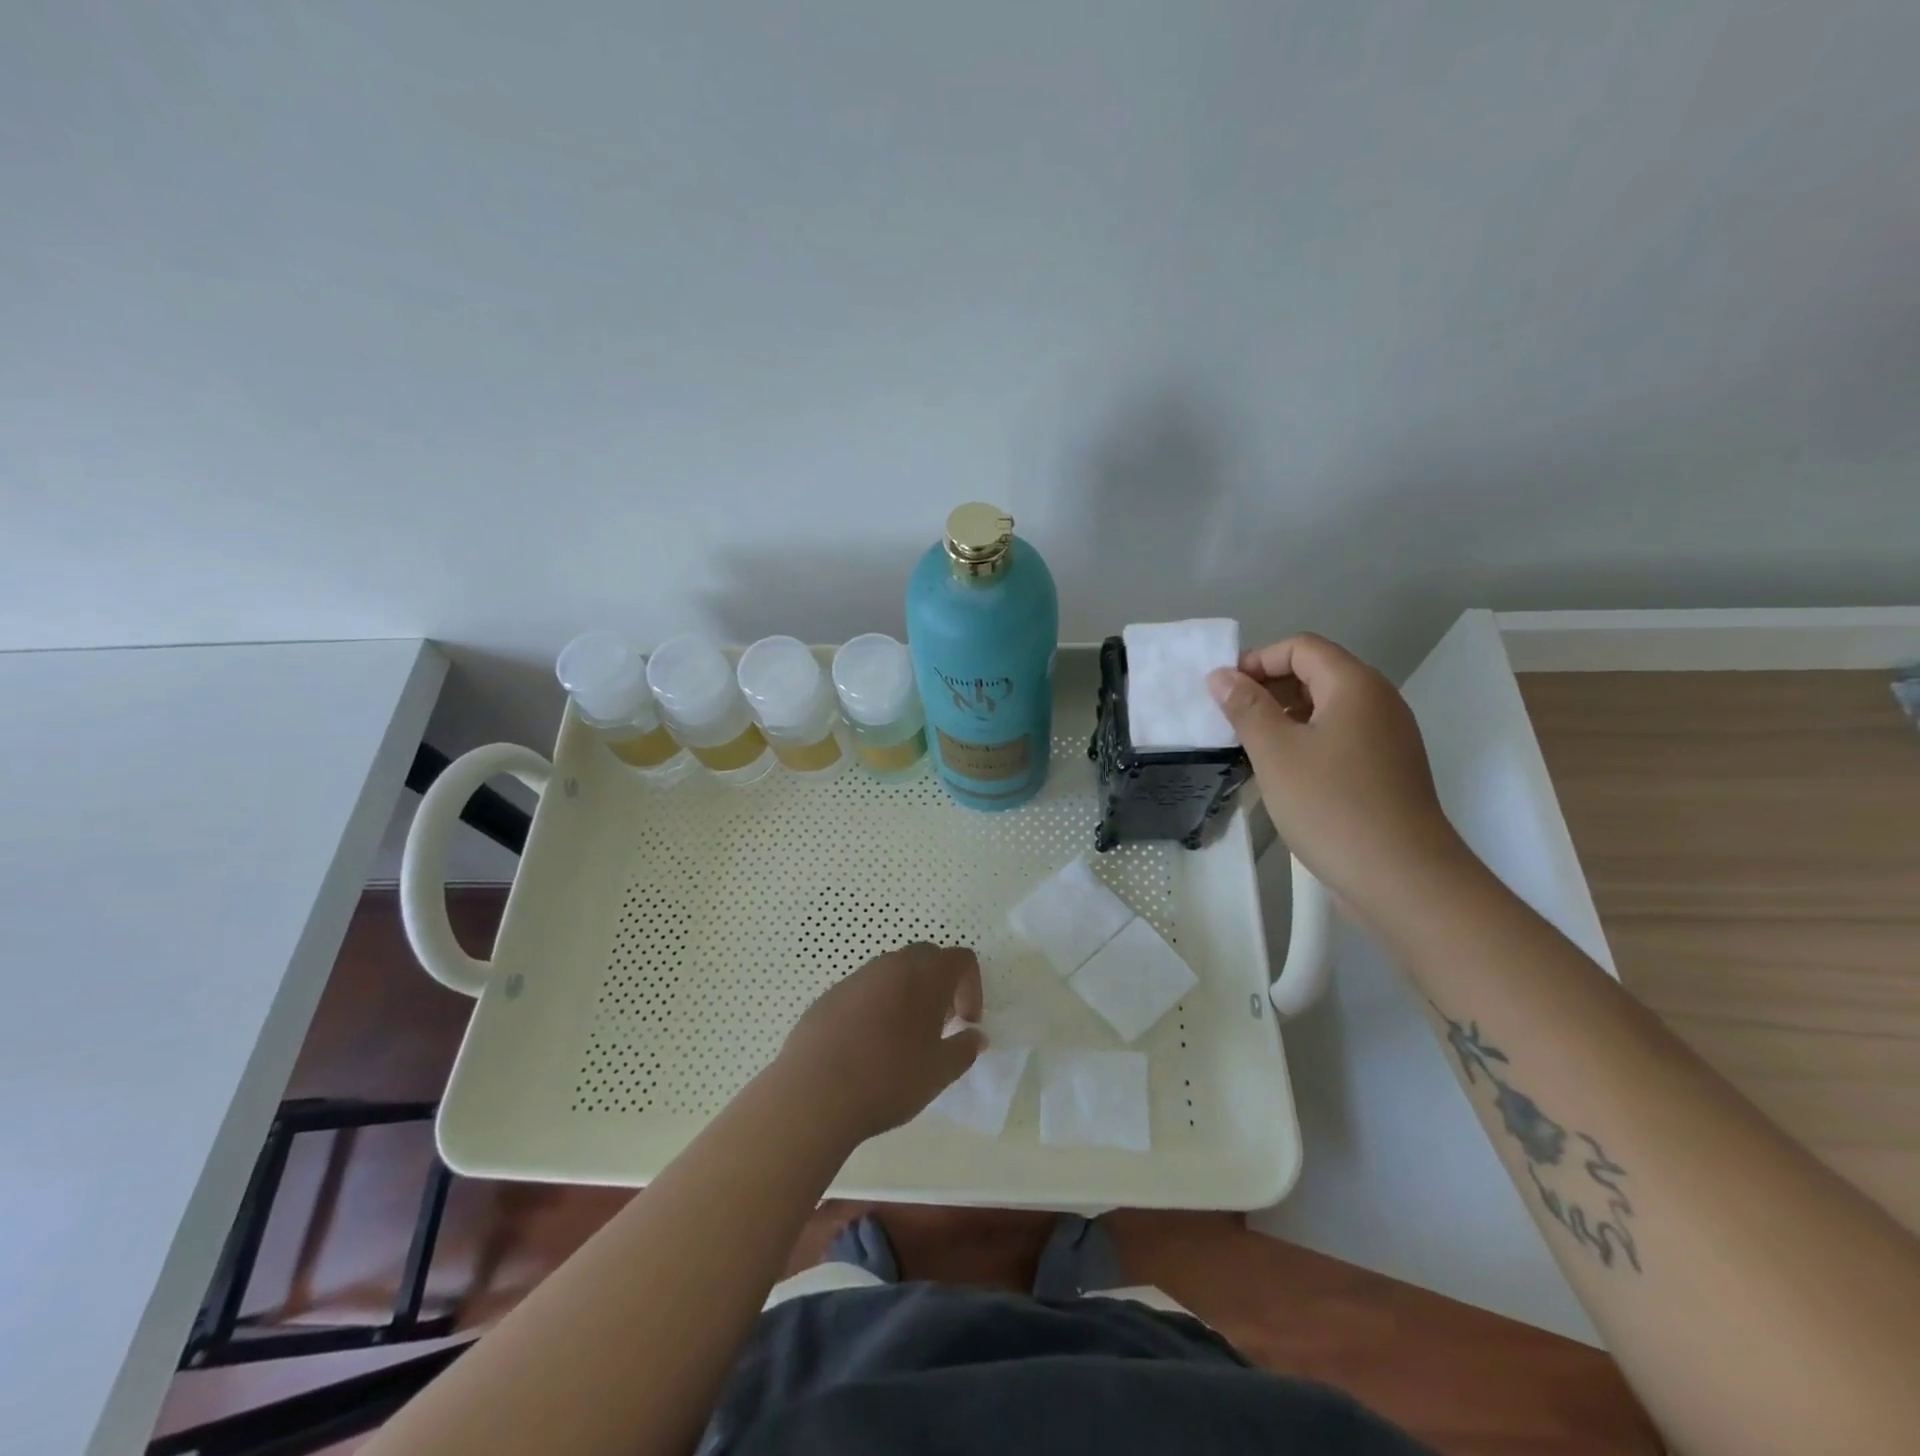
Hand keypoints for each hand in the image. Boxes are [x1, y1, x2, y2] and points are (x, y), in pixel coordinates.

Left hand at [776, 943, 984, 1141]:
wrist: (814, 1093)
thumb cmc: (888, 1079)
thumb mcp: (939, 1072)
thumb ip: (964, 1049)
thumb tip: (975, 1036)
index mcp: (924, 975)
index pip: (961, 959)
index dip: (972, 987)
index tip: (965, 1023)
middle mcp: (891, 965)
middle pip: (926, 958)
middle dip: (940, 985)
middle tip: (939, 1025)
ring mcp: (856, 977)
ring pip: (892, 973)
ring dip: (907, 994)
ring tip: (903, 1038)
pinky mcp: (830, 995)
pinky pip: (864, 991)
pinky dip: (876, 1007)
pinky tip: (867, 1046)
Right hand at [1208, 633, 1467, 922]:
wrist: (1401, 877)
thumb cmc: (1332, 805)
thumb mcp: (1276, 752)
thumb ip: (1246, 708)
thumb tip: (1222, 676)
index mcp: (1355, 686)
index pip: (1301, 647)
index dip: (1258, 660)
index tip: (1223, 691)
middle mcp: (1377, 702)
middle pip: (1316, 673)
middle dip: (1268, 687)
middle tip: (1229, 718)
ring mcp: (1386, 738)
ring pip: (1326, 709)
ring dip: (1283, 716)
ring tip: (1247, 745)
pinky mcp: (1385, 771)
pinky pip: (1338, 738)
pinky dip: (1305, 741)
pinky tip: (1280, 772)